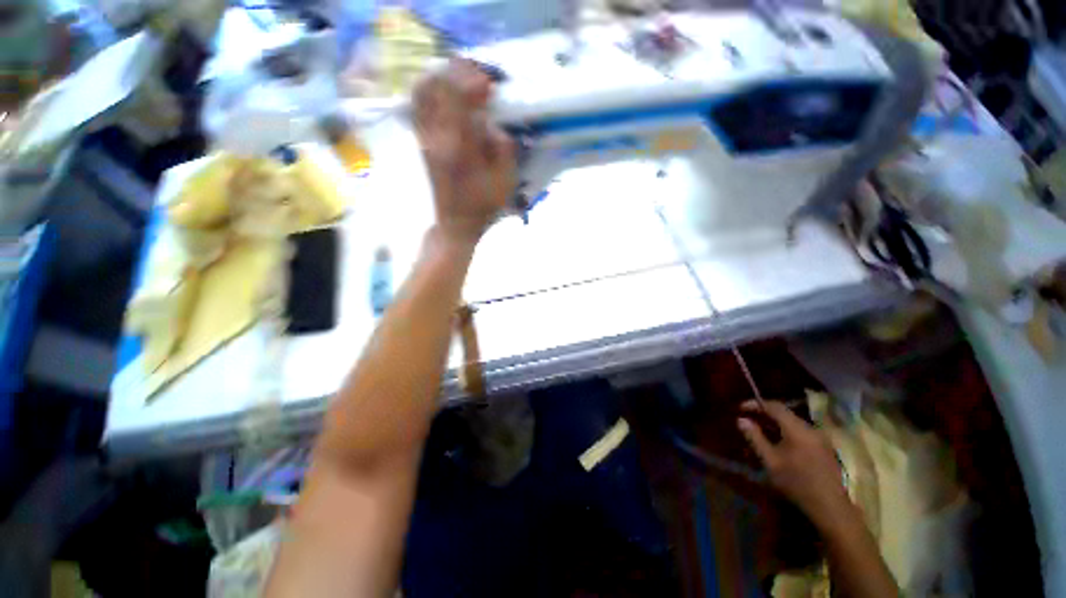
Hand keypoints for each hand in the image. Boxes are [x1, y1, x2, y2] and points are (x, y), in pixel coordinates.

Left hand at [413, 60, 515, 246]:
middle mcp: (435, 136)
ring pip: (422, 91)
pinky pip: (420, 106)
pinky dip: (433, 91)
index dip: (473, 81)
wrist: (456, 223)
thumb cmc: (483, 206)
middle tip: (480, 79)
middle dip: (459, 73)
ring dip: (444, 78)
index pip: (455, 95)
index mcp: (457, 145)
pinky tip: (449, 97)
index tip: (491, 87)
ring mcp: (425, 138)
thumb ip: (503, 147)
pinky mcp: (422, 142)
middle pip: (435, 84)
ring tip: (465, 83)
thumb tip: (492, 125)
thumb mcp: (504, 180)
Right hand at [737, 401, 850, 528]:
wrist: (830, 506)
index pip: (774, 406)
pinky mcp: (825, 448)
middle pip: (785, 413)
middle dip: (765, 413)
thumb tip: (741, 420)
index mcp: (797, 429)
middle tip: (749, 418)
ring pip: (794, 422)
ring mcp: (820, 438)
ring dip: (776, 423)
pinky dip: (787, 431)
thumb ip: (755, 437)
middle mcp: (811, 428)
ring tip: (762, 429)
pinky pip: (802, 432)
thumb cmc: (796, 483)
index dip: (756, 404)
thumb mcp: (770, 461)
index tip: (741, 408)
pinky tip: (780, 442)